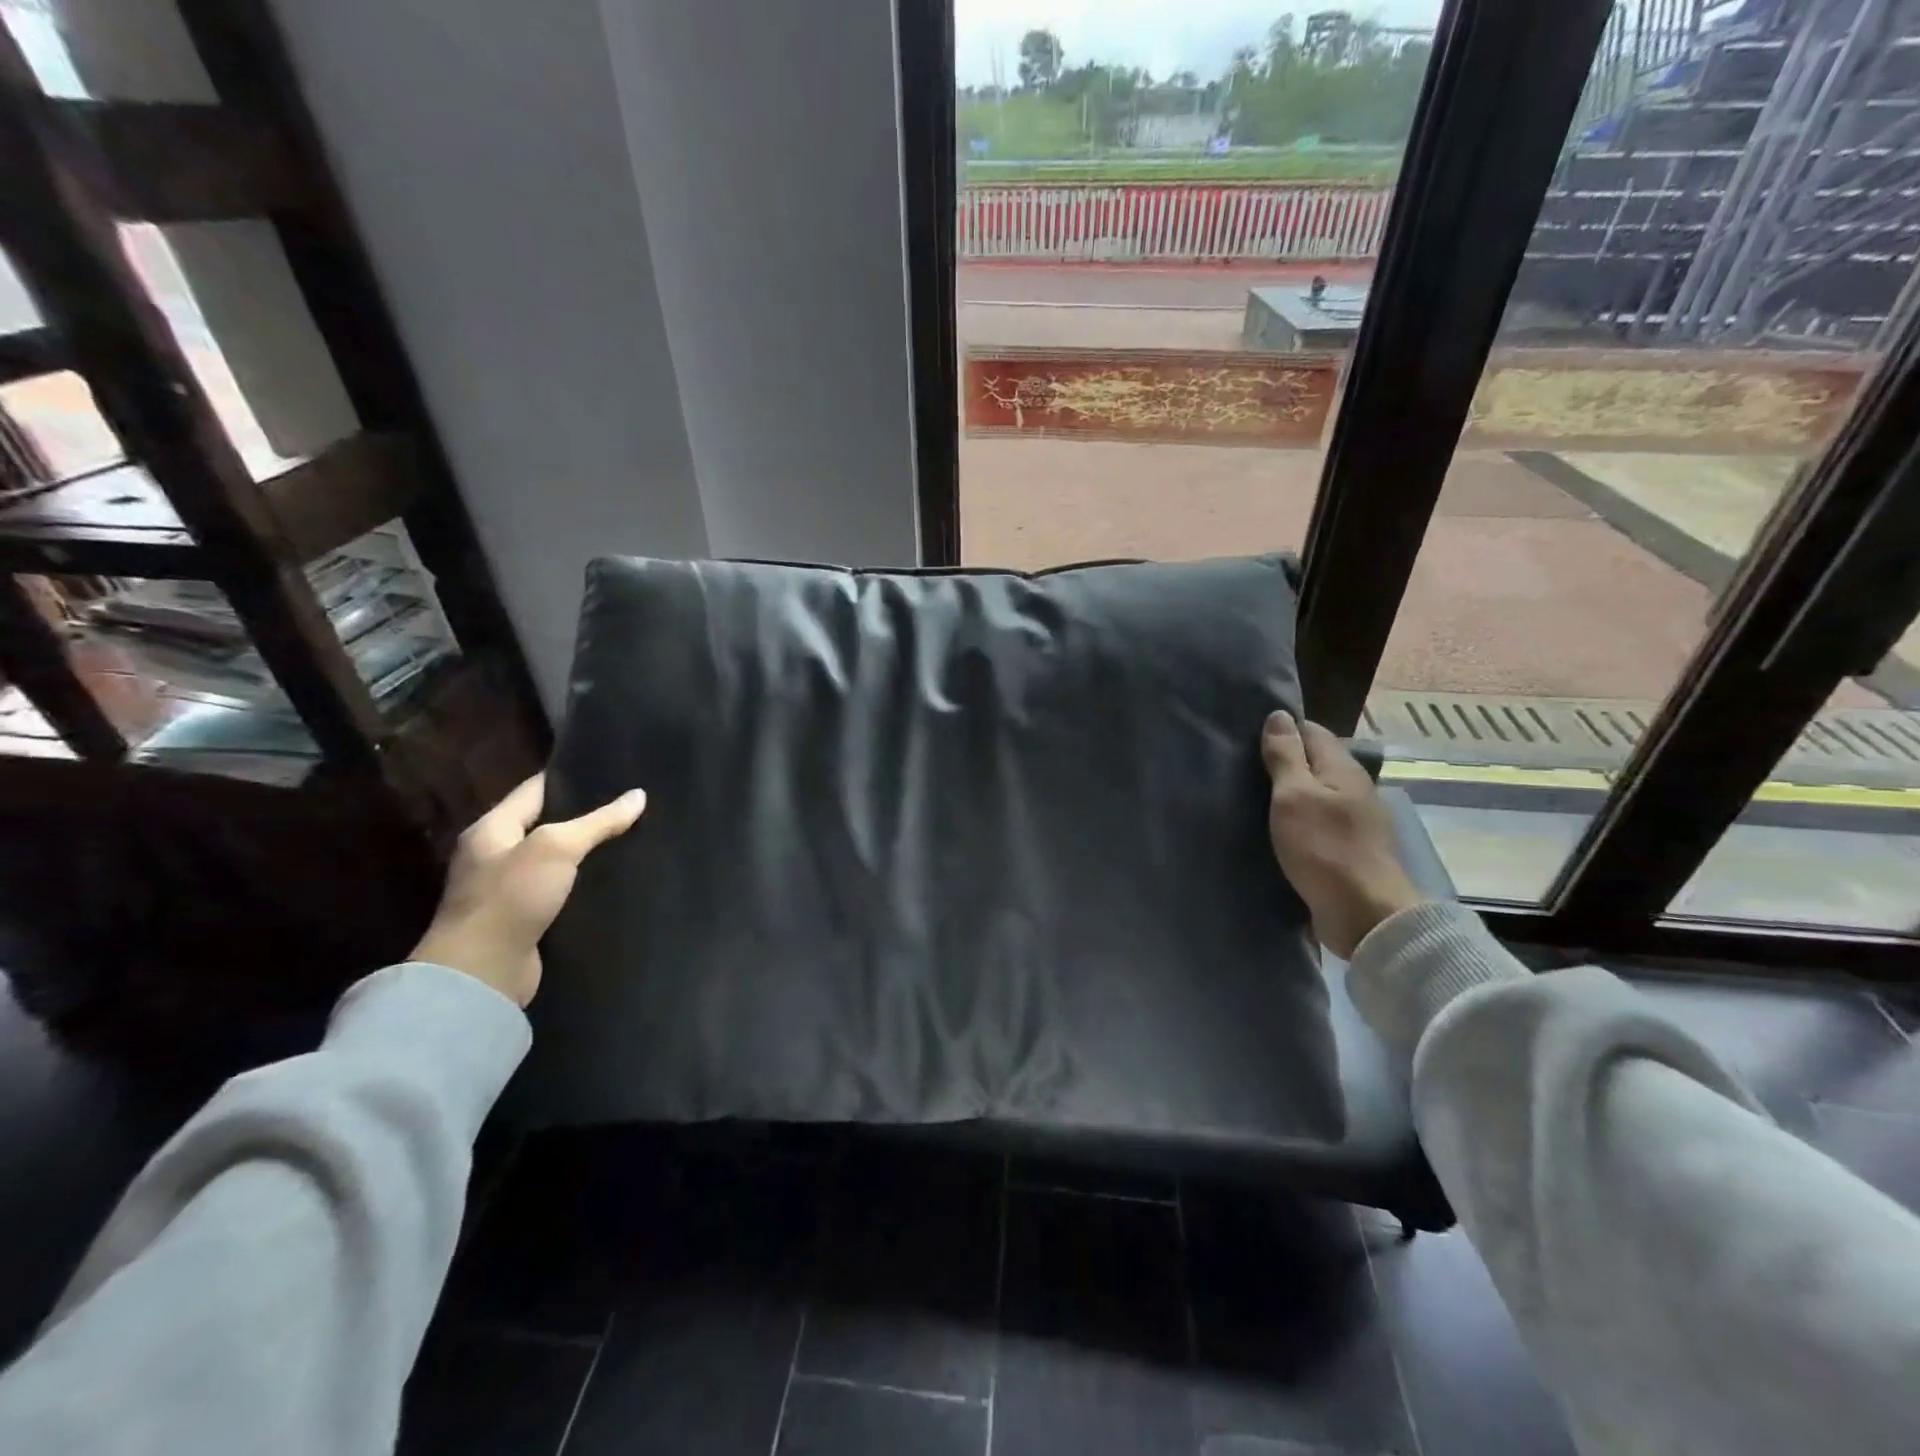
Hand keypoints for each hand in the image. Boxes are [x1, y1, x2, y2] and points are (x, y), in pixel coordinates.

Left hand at [409, 773, 646, 1006]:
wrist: (482, 973)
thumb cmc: (512, 897)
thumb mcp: (557, 848)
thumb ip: (598, 821)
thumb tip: (638, 795)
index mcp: (492, 829)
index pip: (534, 790)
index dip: (569, 777)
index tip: (609, 769)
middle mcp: (495, 855)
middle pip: (545, 824)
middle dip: (583, 815)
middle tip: (629, 803)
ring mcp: (508, 890)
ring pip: (555, 860)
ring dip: (586, 852)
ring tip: (631, 836)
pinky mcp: (524, 919)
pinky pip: (559, 890)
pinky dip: (582, 883)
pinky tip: (612, 878)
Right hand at [1262, 710, 1423, 958]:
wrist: (1365, 914)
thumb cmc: (1324, 849)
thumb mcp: (1294, 796)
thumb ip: (1286, 756)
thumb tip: (1278, 715)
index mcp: (1342, 767)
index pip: (1311, 730)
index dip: (1282, 730)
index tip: (1247, 738)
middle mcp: (1354, 787)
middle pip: (1316, 761)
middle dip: (1284, 761)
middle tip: (1242, 768)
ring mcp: (1355, 819)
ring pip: (1317, 792)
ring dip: (1291, 793)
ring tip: (1253, 797)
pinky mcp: (1350, 848)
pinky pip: (1320, 820)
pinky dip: (1299, 819)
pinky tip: (1278, 829)